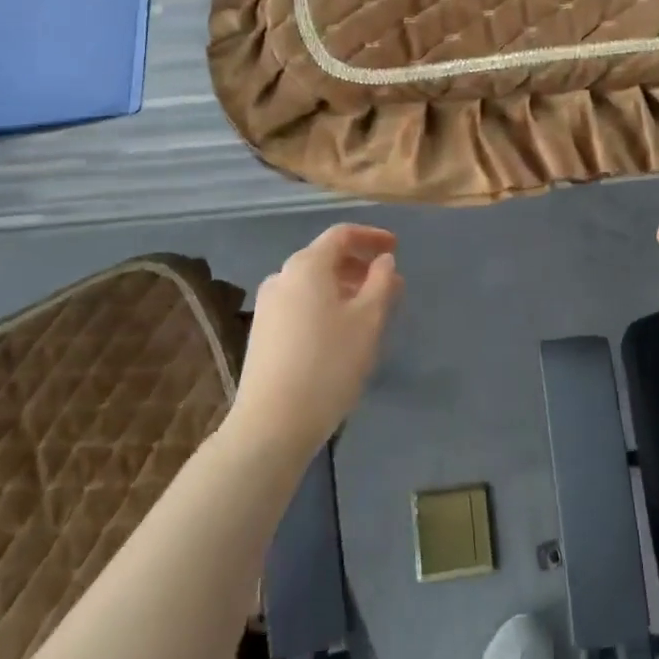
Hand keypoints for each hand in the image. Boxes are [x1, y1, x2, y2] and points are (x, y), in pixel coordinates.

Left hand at [227, 224, 401, 459]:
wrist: (272, 424)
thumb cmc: (329, 364)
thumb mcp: (369, 320)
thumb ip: (381, 282)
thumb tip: (383, 261)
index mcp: (307, 266)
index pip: (342, 235)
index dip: (371, 237)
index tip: (395, 248)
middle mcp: (282, 277)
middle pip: (326, 258)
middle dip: (360, 266)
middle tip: (390, 285)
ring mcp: (268, 306)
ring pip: (313, 284)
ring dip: (344, 288)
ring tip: (370, 311)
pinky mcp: (262, 333)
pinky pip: (300, 304)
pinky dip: (325, 305)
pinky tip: (341, 332)